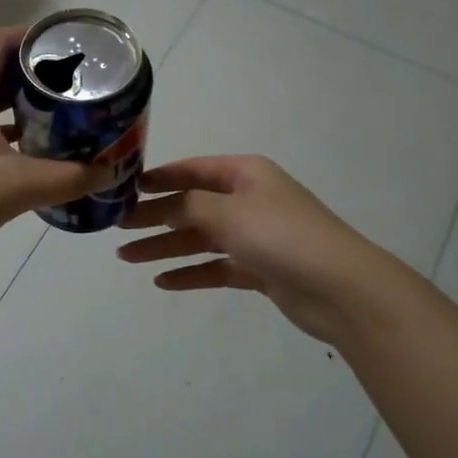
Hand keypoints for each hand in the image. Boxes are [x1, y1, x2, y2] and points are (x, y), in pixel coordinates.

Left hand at [0, 27, 104, 275]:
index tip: (69, 47)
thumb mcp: (18, 187)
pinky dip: (11, 135)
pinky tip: (38, 156)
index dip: (32, 36)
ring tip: (67, 117)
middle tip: (79, 86)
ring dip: (26, 108)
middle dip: (38, 76)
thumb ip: (70, 178)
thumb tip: (111, 171)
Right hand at [117, 156, 393, 343]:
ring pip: (200, 238)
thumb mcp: (227, 212)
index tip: (126, 188)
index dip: (159, 178)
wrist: (340, 287)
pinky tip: (163, 281)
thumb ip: (188, 206)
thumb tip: (163, 204)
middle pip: (192, 206)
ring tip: (128, 259)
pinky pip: (216, 267)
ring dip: (165, 247)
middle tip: (118, 229)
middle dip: (155, 216)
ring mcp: (255, 236)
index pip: (193, 170)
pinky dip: (190, 273)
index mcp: (245, 174)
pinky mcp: (260, 269)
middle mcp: (249, 200)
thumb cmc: (280, 236)